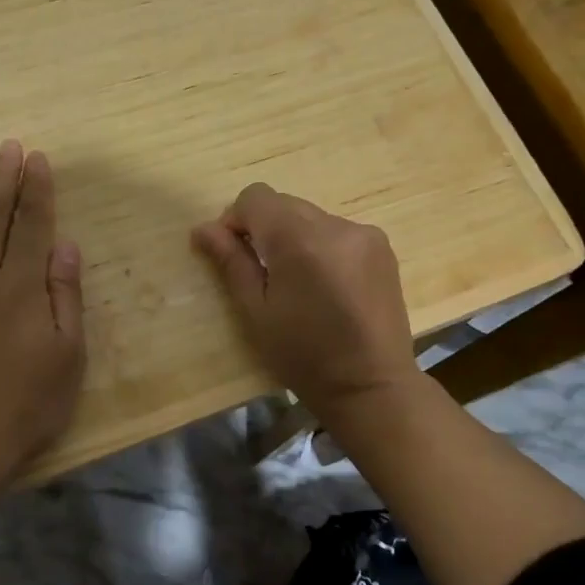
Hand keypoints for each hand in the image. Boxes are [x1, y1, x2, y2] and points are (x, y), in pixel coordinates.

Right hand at [192, 183, 417, 422]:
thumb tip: (202, 228)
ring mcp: (364, 234)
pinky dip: (321, 247)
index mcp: (299, 240)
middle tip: (260, 272)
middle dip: (264, 228)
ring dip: (293, 237)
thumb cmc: (303, 356)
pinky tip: (325, 285)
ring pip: (310, 217)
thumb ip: (231, 262)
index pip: (256, 197)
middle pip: (284, 204)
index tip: (233, 253)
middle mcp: (335, 225)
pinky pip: (337, 232)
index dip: (236, 219)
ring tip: (296, 283)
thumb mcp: (256, 312)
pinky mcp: (382, 248)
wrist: (371, 386)